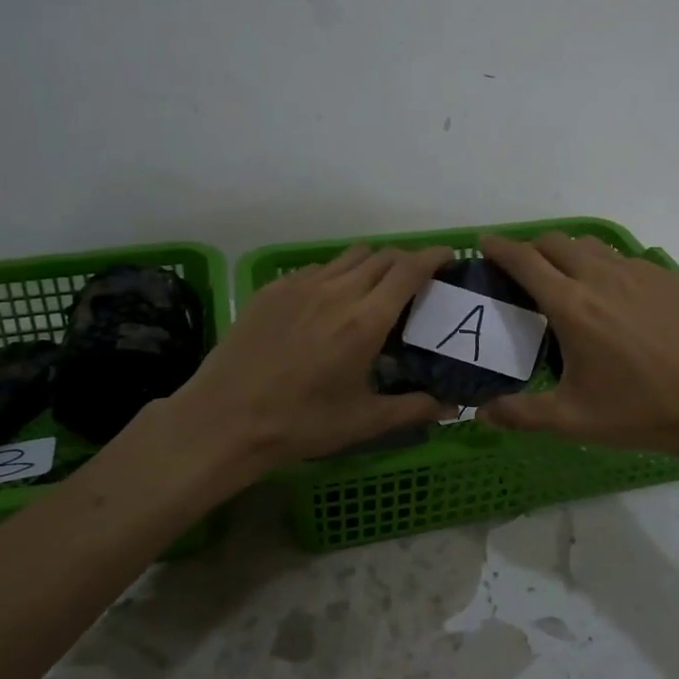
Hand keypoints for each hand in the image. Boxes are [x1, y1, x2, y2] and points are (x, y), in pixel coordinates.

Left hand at [157, 243, 455, 473]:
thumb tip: (454, 408)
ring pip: (349, 257)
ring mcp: (300, 286)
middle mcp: (336, 291)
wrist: (224, 420)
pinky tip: (328, 306)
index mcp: (365, 321)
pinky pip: (316, 268)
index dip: (433, 256)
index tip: (449, 259)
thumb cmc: (300, 423)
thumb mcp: (364, 421)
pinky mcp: (273, 290)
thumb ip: (414, 409)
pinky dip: (336, 276)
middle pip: (382, 255)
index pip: (409, 269)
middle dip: (406, 262)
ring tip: (373, 292)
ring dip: (371, 265)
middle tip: (415, 284)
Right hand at [476, 233, 678, 463]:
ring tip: (567, 281)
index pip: (524, 260)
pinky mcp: (667, 279)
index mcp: (571, 305)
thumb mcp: (573, 420)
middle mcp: (601, 277)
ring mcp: (638, 273)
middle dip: (532, 249)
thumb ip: (520, 414)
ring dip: (569, 254)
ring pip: (591, 246)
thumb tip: (481, 414)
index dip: (499, 247)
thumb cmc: (640, 411)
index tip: (484, 244)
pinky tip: (615, 298)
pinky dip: (605, 267)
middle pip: (556, 242)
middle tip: (523, 272)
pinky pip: (624, 260)